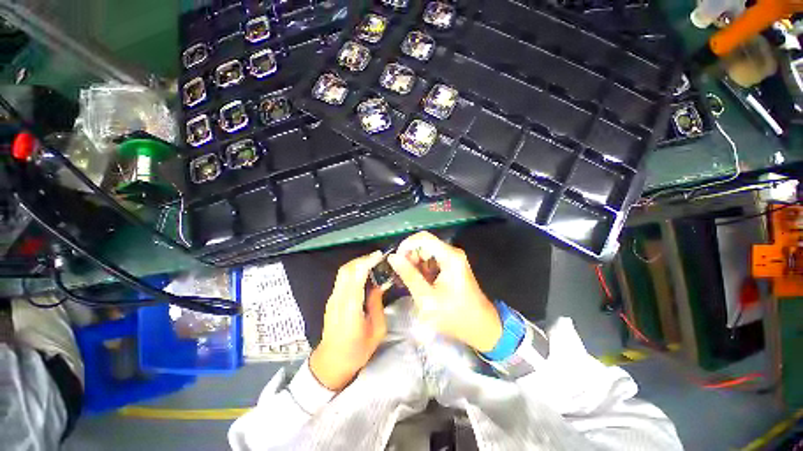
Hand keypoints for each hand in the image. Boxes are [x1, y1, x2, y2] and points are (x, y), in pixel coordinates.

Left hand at [309, 251, 387, 390]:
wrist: (332, 363)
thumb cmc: (357, 351)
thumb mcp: (376, 330)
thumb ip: (377, 304)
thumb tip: (379, 284)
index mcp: (351, 309)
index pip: (356, 278)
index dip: (367, 263)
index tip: (380, 255)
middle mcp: (338, 300)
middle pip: (346, 270)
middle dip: (362, 259)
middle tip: (378, 257)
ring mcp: (332, 299)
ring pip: (342, 272)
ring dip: (358, 263)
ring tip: (373, 262)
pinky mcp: (331, 299)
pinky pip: (342, 278)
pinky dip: (353, 270)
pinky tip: (364, 273)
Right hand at [388, 232, 501, 352]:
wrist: (480, 327)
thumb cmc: (454, 315)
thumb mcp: (427, 298)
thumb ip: (409, 275)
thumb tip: (393, 257)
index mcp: (449, 257)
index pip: (423, 238)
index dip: (406, 245)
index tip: (396, 261)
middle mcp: (452, 253)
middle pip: (424, 244)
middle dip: (410, 257)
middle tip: (402, 275)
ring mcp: (453, 259)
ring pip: (427, 252)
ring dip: (415, 264)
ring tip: (408, 282)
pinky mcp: (452, 266)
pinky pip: (432, 260)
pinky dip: (422, 269)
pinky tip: (418, 283)